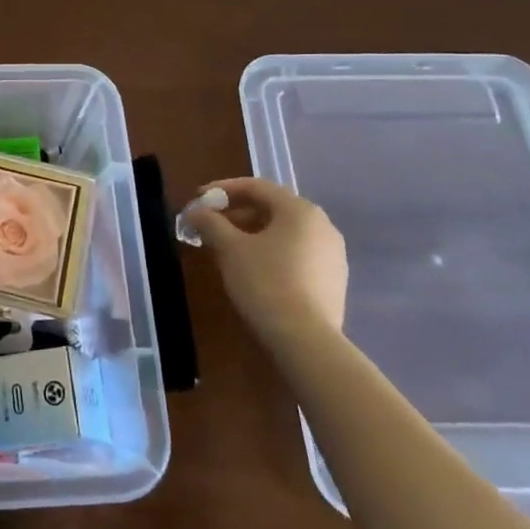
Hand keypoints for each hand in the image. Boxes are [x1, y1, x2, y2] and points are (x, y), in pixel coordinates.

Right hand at [191, 177, 347, 335]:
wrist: (306, 341)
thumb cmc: (265, 282)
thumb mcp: (229, 248)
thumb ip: (210, 222)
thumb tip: (196, 211)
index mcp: (300, 210)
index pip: (257, 186)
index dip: (222, 189)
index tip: (198, 200)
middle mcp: (323, 226)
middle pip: (272, 208)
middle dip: (237, 213)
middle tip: (210, 225)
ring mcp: (333, 255)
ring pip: (285, 233)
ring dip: (253, 234)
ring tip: (228, 248)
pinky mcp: (334, 281)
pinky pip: (297, 254)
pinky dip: (272, 253)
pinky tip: (254, 271)